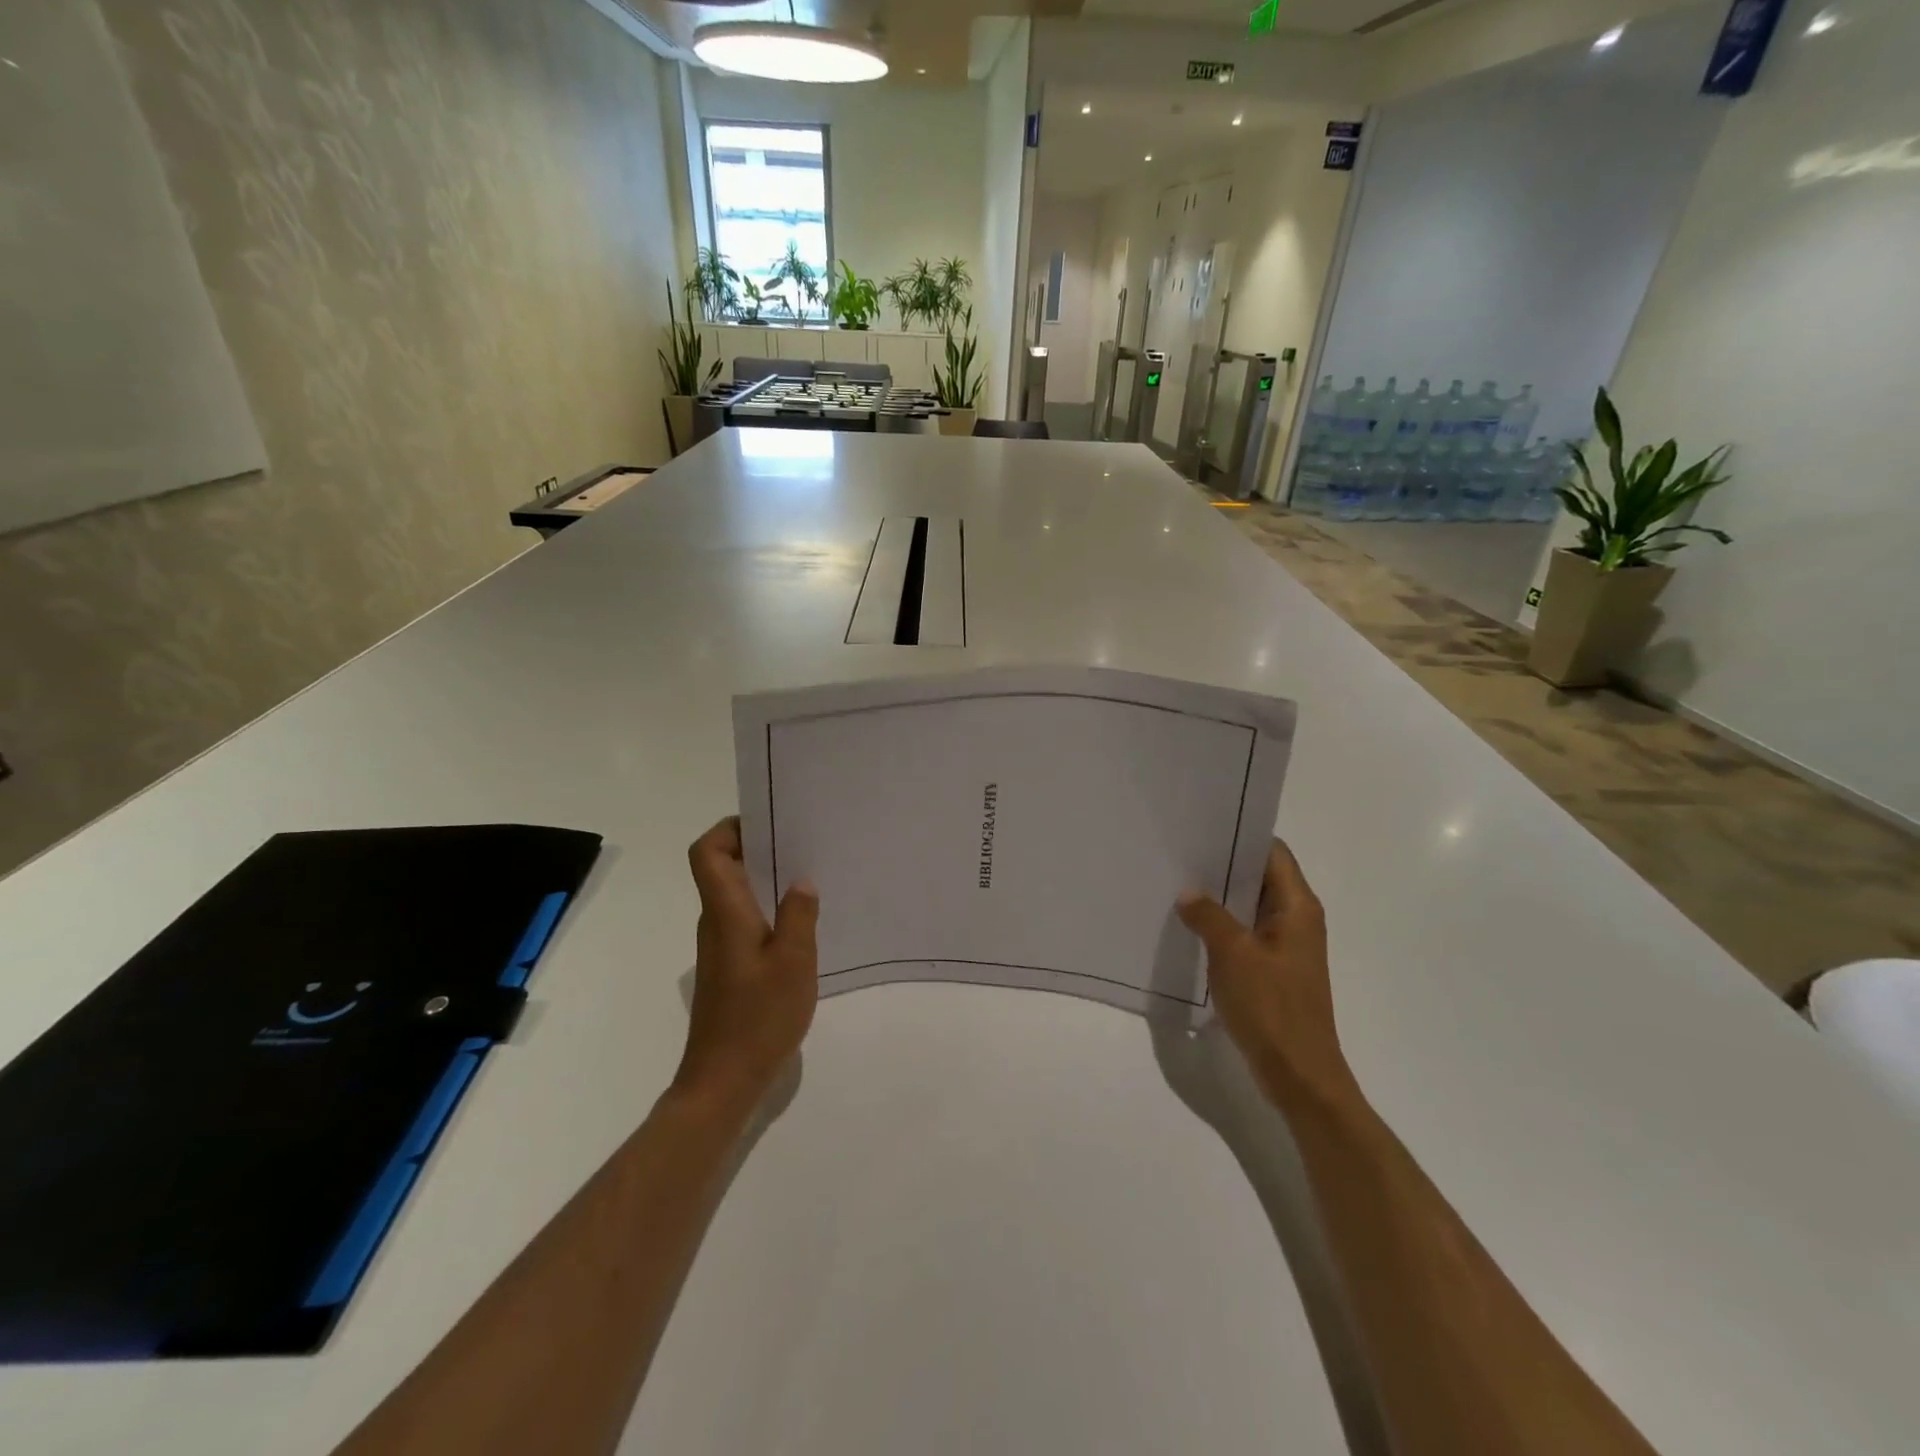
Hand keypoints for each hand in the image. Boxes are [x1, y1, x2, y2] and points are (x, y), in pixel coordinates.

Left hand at [676, 817, 819, 1113]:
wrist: (723, 1081)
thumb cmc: (758, 1018)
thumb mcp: (793, 962)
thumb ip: (799, 915)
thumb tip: (801, 881)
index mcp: (726, 913)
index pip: (708, 853)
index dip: (729, 829)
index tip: (767, 823)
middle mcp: (716, 923)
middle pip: (723, 868)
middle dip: (758, 848)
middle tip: (802, 843)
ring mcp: (721, 947)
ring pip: (737, 895)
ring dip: (766, 880)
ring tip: (809, 876)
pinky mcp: (730, 968)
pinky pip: (746, 920)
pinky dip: (769, 909)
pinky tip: (802, 924)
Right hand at [1177, 841, 1352, 1111]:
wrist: (1298, 1075)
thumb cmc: (1272, 1008)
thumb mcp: (1234, 954)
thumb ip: (1209, 916)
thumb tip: (1189, 892)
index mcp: (1297, 907)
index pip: (1273, 852)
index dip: (1242, 835)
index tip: (1203, 825)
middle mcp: (1296, 919)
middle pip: (1260, 876)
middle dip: (1223, 864)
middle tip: (1179, 852)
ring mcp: (1284, 946)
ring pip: (1249, 906)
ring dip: (1219, 897)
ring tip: (1177, 882)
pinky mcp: (1272, 969)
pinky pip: (1244, 933)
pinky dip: (1221, 925)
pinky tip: (1189, 924)